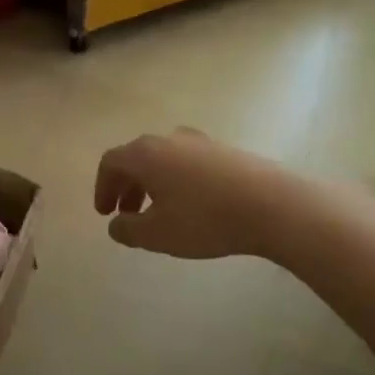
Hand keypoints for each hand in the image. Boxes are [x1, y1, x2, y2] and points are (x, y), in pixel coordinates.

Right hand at [94, 128, 290, 260]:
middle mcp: (170, 140)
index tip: (105, 213)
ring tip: (159, 213)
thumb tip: (116, 224)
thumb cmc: (204, 219)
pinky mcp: (227, 151)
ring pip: (165, 161)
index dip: (102, 188)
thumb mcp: (156, 234)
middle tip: (127, 214)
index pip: (111, 162)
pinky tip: (192, 207)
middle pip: (137, 158)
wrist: (272, 205)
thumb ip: (127, 230)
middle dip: (127, 187)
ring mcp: (202, 142)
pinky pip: (189, 164)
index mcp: (146, 154)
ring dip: (153, 185)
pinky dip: (178, 182)